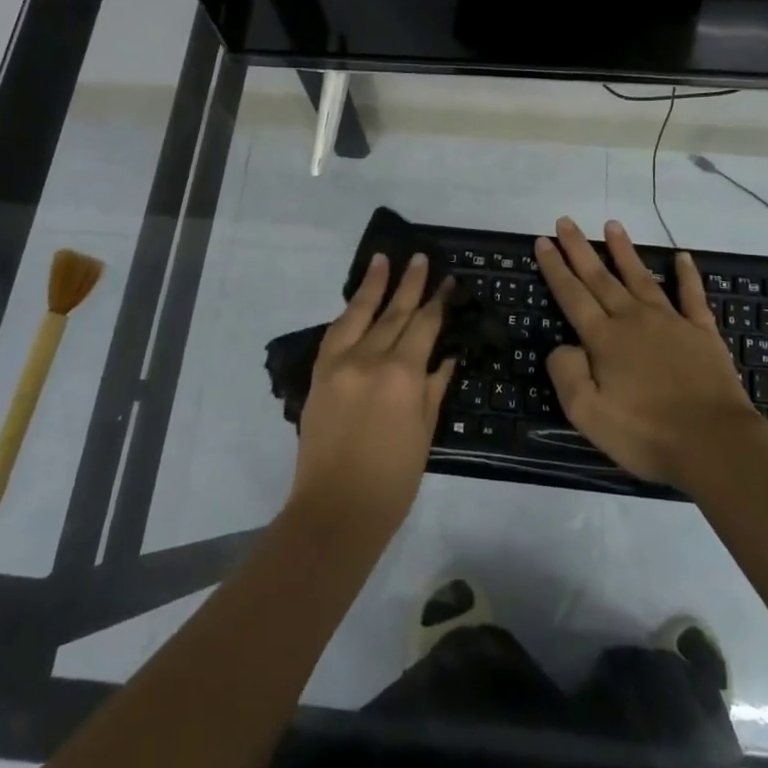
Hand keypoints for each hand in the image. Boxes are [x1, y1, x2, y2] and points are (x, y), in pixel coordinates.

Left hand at [289, 252, 454, 535]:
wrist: (336, 509)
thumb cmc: (393, 479)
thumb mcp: (425, 432)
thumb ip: (435, 387)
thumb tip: (447, 355)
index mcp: (403, 375)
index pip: (424, 326)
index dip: (438, 302)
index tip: (448, 281)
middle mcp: (370, 359)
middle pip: (394, 312)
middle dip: (410, 284)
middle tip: (420, 258)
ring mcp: (340, 363)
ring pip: (360, 313)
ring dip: (374, 285)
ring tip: (384, 259)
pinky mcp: (319, 374)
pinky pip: (335, 333)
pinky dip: (348, 313)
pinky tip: (357, 301)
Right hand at [536, 218, 761, 489]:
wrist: (714, 443)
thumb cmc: (646, 434)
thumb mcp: (588, 415)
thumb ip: (566, 374)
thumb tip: (562, 346)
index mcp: (604, 339)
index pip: (572, 295)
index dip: (555, 268)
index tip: (544, 241)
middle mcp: (634, 320)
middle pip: (601, 277)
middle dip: (580, 249)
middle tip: (566, 221)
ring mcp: (671, 322)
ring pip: (641, 277)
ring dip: (624, 250)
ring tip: (612, 224)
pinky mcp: (702, 332)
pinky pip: (692, 295)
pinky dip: (687, 274)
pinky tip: (682, 256)